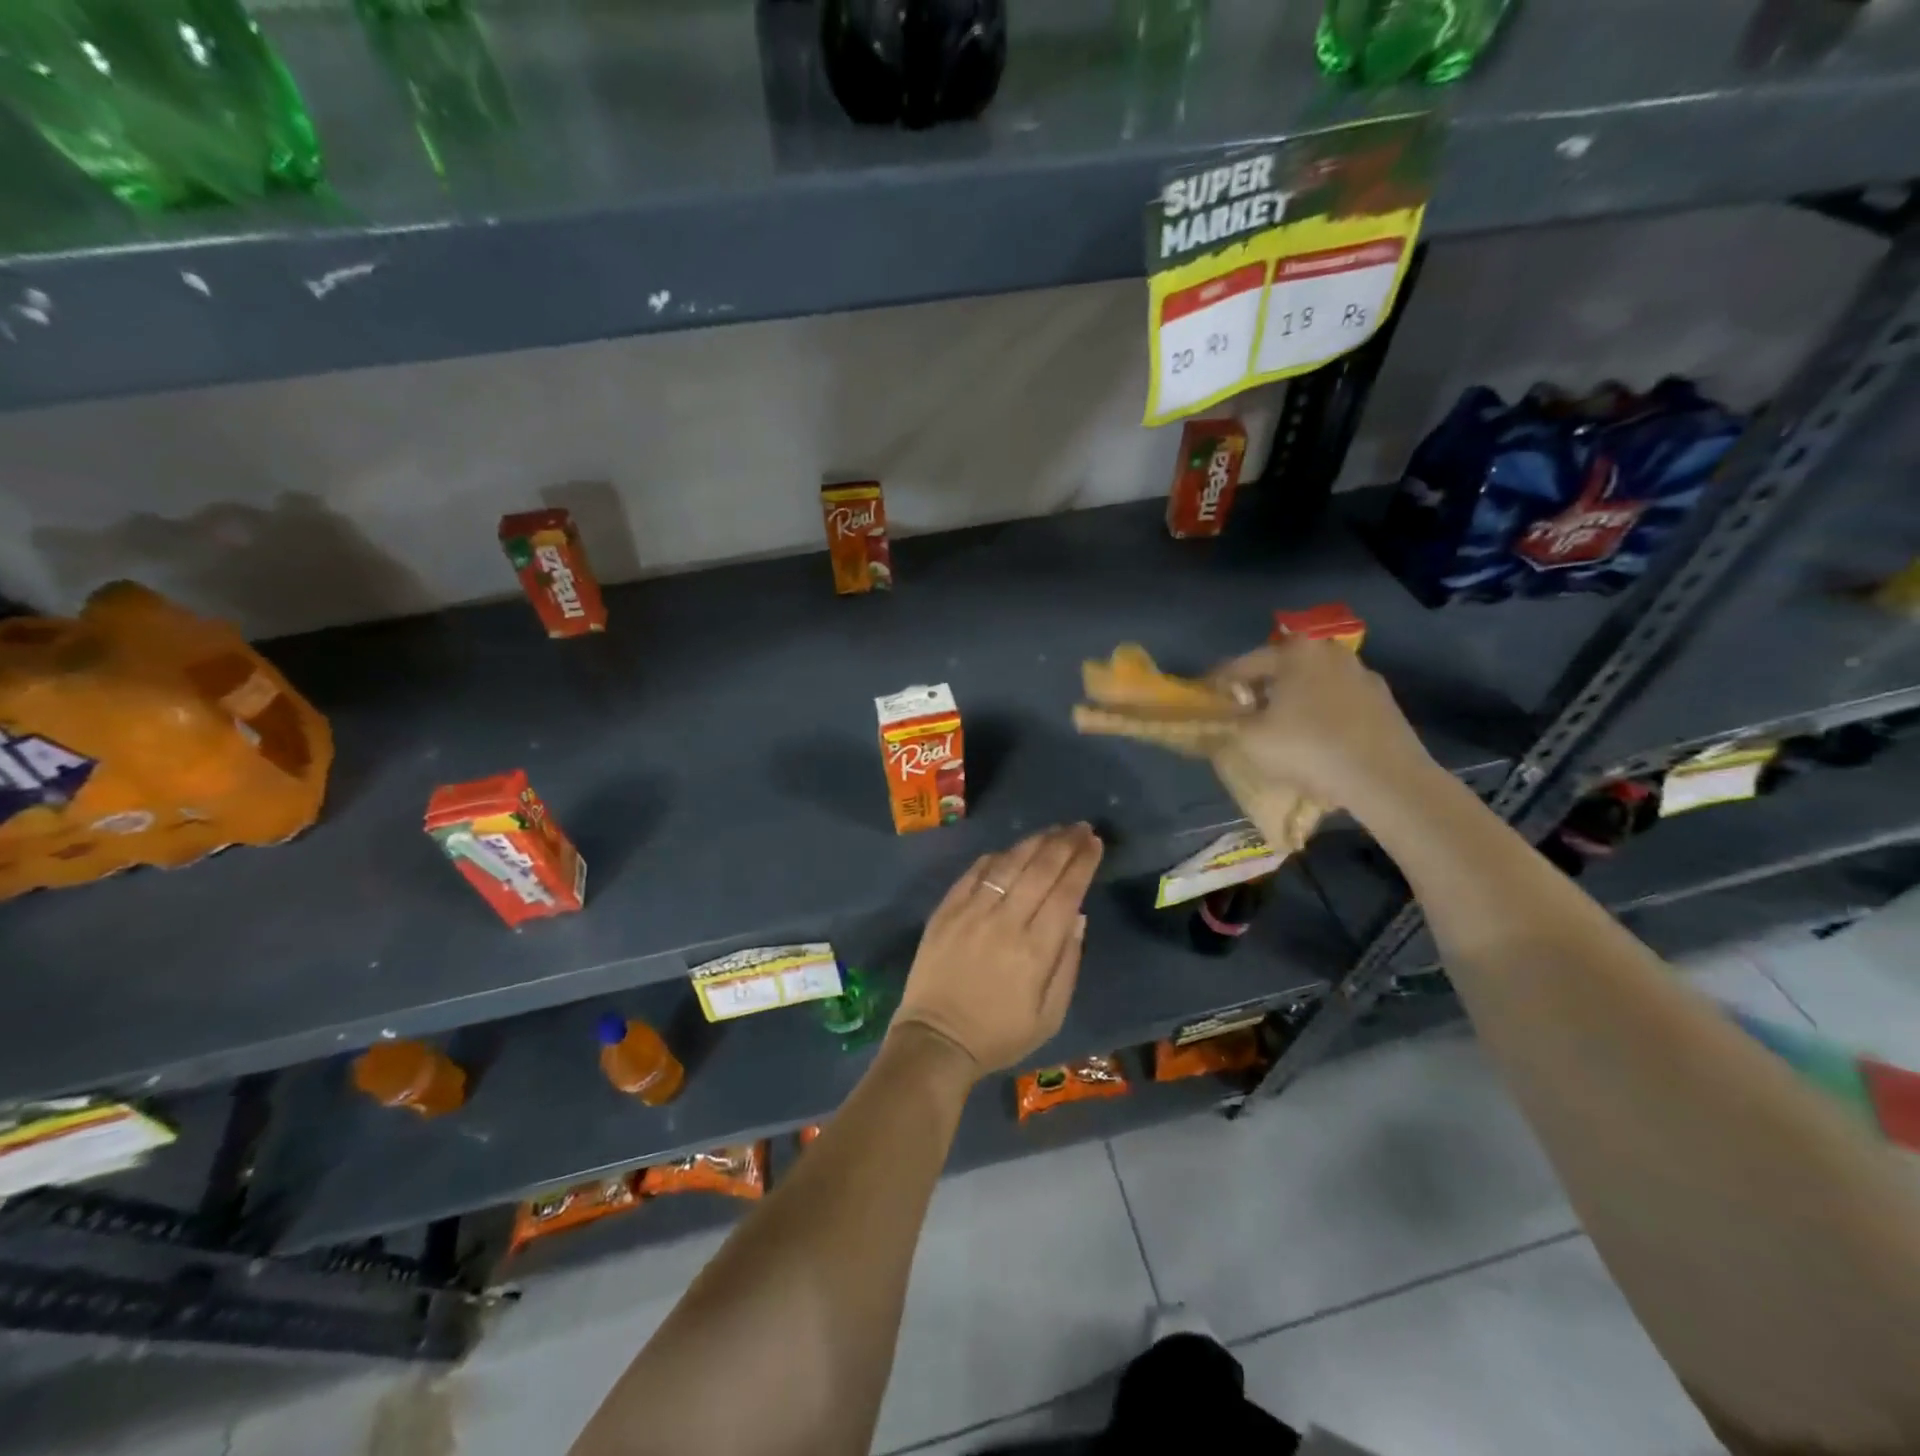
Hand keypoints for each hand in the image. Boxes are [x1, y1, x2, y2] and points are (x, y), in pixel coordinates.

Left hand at [892, 824, 1103, 1077]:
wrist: (936, 1040)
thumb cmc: (999, 1034)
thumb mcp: (1049, 1015)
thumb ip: (1068, 963)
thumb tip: (1078, 916)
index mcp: (1035, 950)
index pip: (1066, 892)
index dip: (1083, 863)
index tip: (1095, 843)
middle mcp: (1005, 922)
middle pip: (1040, 869)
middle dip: (1065, 843)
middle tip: (1081, 827)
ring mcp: (971, 912)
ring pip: (1008, 863)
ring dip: (1034, 842)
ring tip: (1053, 830)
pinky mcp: (946, 911)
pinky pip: (974, 873)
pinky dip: (995, 857)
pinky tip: (1010, 850)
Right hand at [1210, 637, 1434, 815]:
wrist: (1385, 778)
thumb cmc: (1308, 748)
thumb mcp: (1250, 738)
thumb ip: (1228, 721)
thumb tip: (1221, 715)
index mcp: (1295, 652)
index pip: (1243, 663)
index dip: (1219, 683)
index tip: (1205, 698)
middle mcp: (1330, 652)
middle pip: (1282, 669)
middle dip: (1259, 689)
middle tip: (1241, 713)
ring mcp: (1362, 675)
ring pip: (1312, 685)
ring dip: (1292, 701)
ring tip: (1278, 728)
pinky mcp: (1383, 702)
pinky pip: (1337, 703)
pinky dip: (1320, 714)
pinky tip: (1314, 740)